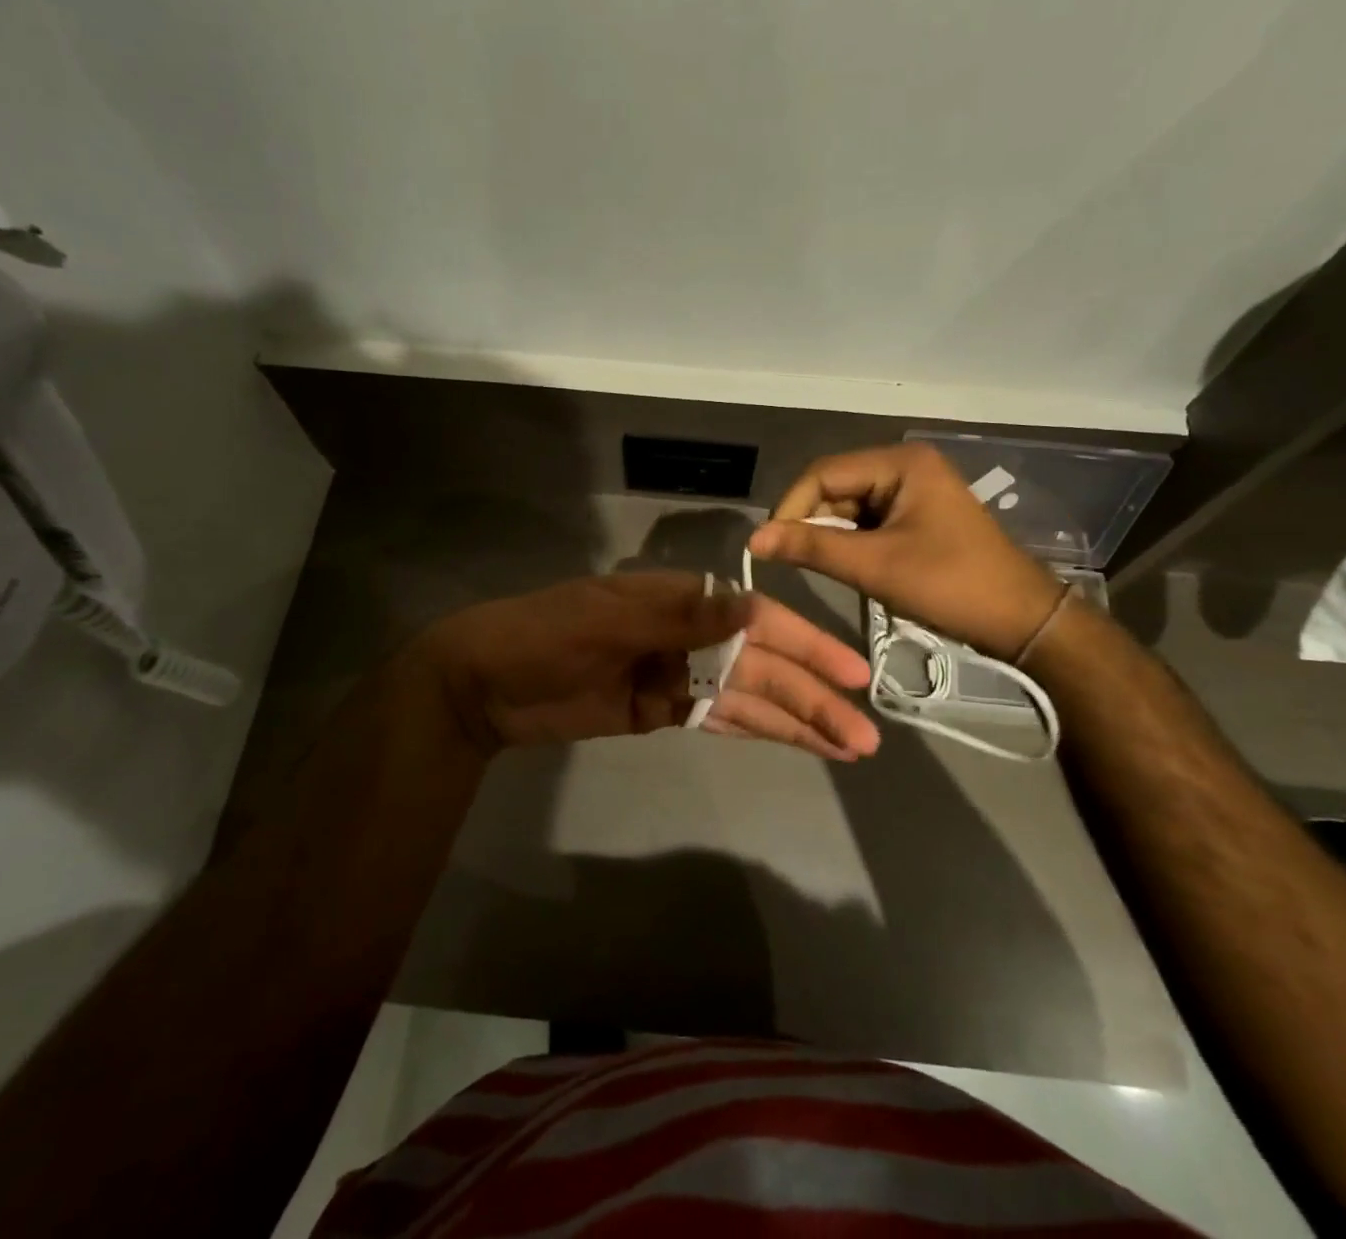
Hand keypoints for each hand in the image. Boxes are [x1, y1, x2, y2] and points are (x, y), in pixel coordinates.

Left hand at [421, 572, 879, 760]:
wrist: (482, 684)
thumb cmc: (541, 636)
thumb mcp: (606, 620)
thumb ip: (680, 618)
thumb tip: (752, 612)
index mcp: (677, 600)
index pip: (755, 620)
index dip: (805, 645)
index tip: (850, 673)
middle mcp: (686, 634)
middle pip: (760, 665)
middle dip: (811, 696)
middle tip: (863, 734)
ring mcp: (674, 675)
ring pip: (746, 698)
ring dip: (794, 719)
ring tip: (846, 746)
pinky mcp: (659, 711)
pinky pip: (717, 720)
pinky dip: (755, 732)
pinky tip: (794, 742)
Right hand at [747, 443, 1063, 658]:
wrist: (1021, 621)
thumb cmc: (950, 586)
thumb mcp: (874, 566)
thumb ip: (811, 547)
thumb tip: (754, 539)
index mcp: (900, 463)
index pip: (823, 473)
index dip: (791, 507)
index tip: (769, 547)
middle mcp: (904, 466)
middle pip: (835, 487)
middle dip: (812, 523)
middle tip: (795, 563)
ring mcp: (913, 490)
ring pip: (848, 507)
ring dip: (831, 537)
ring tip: (825, 569)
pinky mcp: (916, 515)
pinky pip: (868, 521)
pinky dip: (852, 543)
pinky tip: (850, 568)